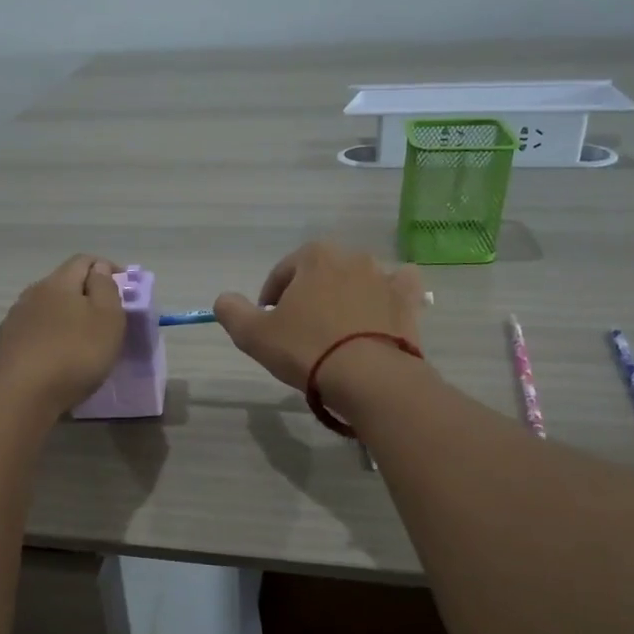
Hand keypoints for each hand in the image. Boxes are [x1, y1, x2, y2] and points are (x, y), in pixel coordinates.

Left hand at [0, 254, 125, 413]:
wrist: (20, 395)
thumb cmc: (74, 353)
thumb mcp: (107, 318)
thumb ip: (106, 288)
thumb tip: (98, 269)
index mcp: (59, 282)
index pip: (84, 260)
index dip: (107, 268)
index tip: (125, 288)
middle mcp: (33, 294)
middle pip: (64, 284)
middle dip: (87, 295)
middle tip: (108, 318)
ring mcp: (16, 321)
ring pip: (48, 310)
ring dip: (67, 318)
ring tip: (84, 342)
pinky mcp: (7, 347)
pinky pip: (37, 334)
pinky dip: (52, 339)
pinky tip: (60, 359)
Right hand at [213, 241, 425, 391]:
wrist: (368, 377)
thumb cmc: (306, 350)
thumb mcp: (253, 335)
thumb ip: (232, 312)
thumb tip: (224, 299)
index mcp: (314, 256)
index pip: (283, 273)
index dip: (271, 299)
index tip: (269, 326)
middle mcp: (352, 257)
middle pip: (321, 275)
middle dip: (309, 296)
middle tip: (301, 331)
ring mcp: (385, 277)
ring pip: (358, 280)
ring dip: (345, 297)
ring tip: (337, 332)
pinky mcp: (408, 300)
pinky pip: (398, 288)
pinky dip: (388, 295)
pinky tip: (379, 314)